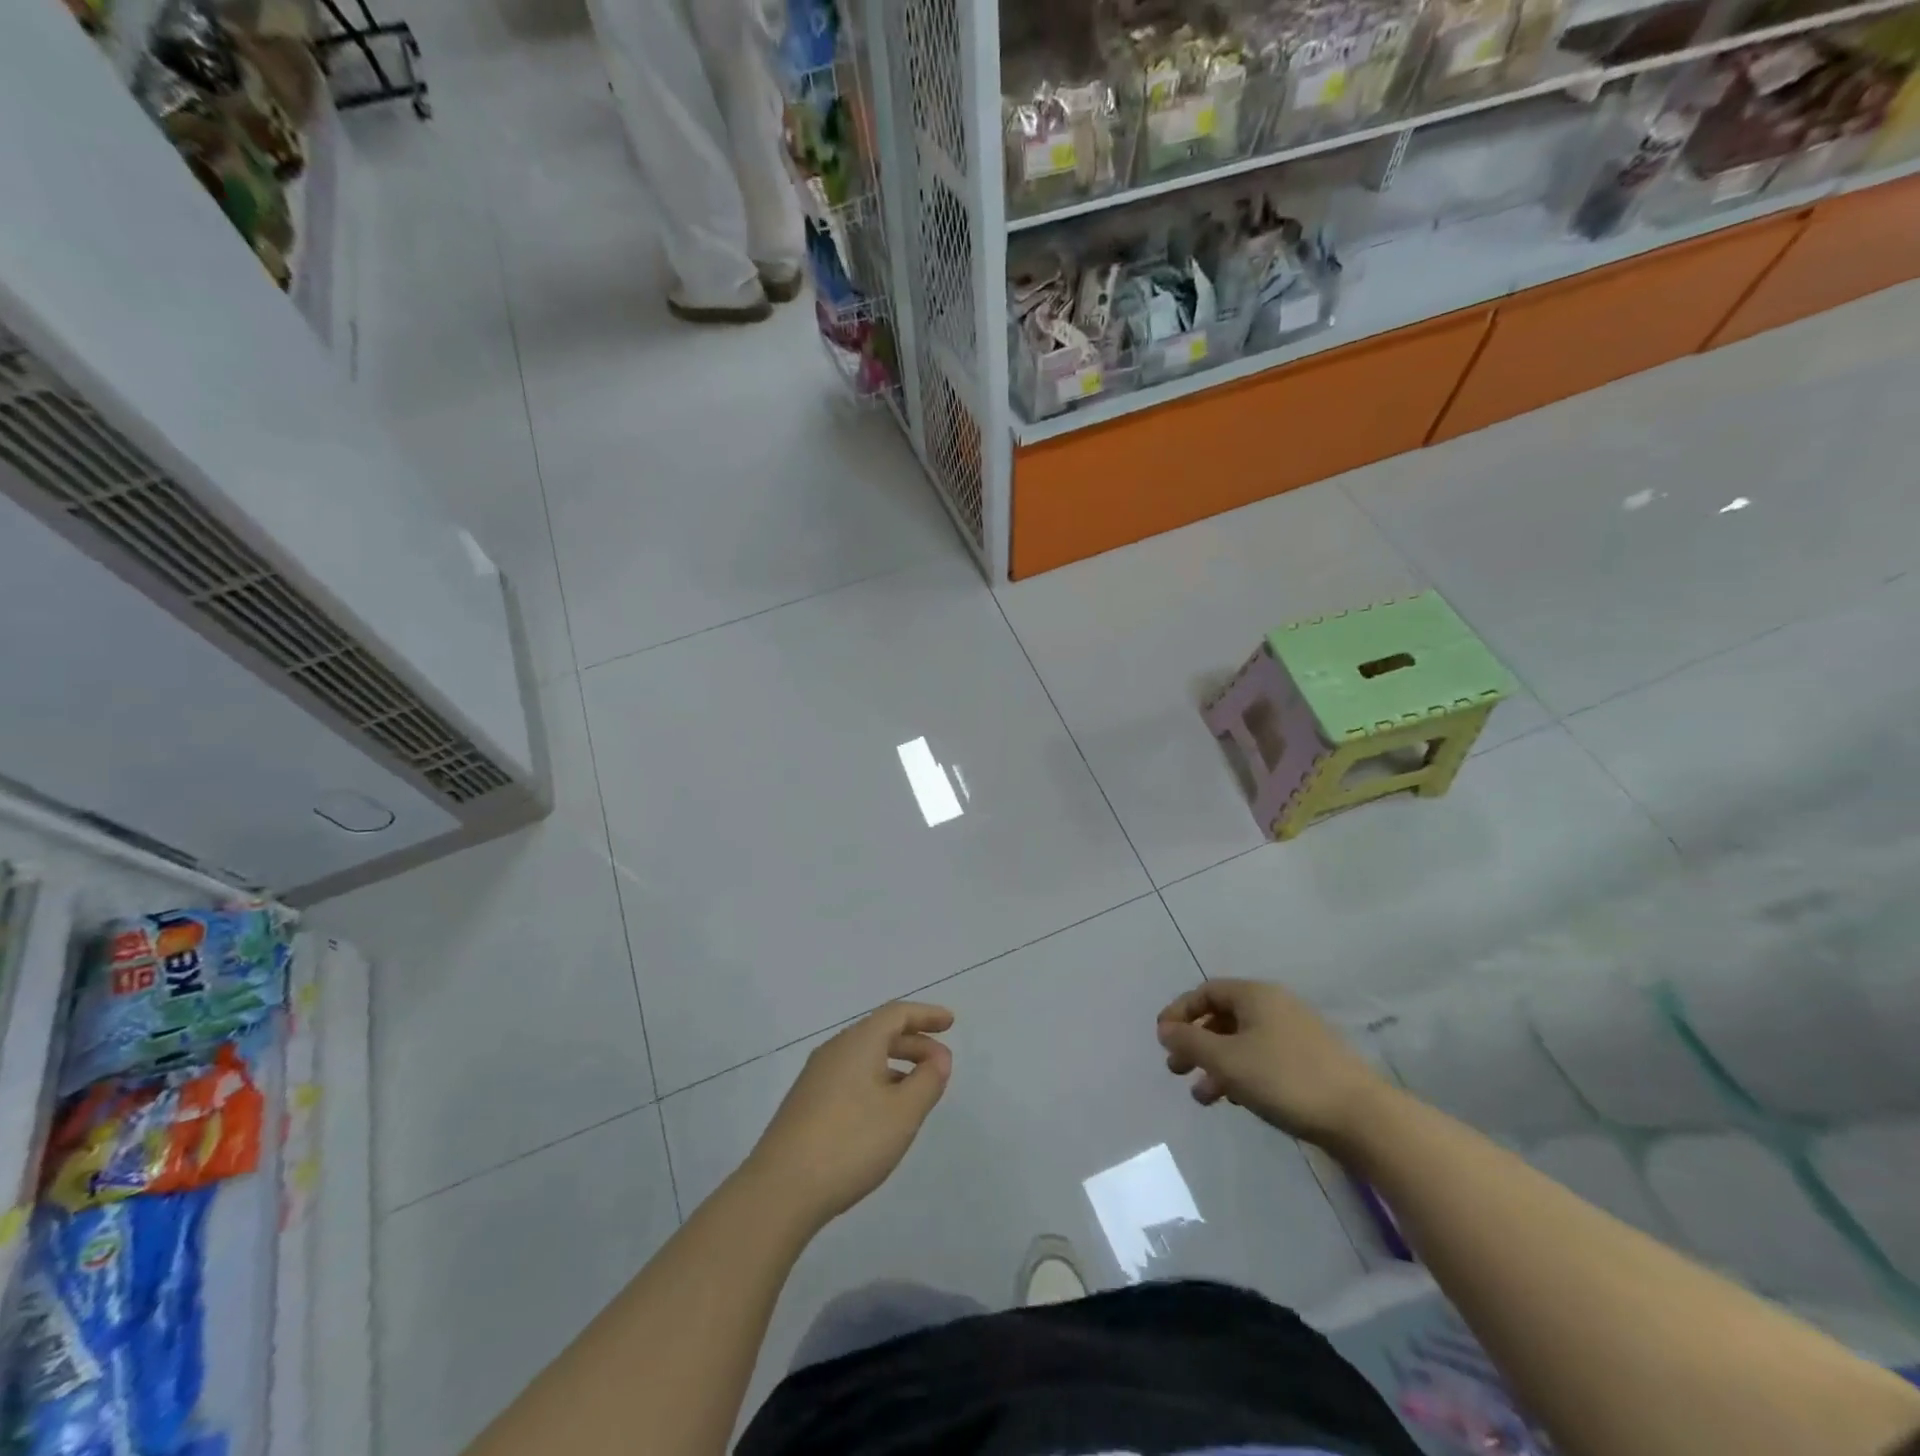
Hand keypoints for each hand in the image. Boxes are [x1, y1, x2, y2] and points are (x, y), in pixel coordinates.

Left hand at [746, 1002, 953, 1229]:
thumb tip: (939, 1058)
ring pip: (864, 1057)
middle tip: (941, 1065)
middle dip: (914, 1043)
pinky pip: (850, 1077)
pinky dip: (876, 1082)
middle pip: (880, 1033)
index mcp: (858, 1042)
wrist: (780, 1190)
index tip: (950, 1022)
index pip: (897, 1013)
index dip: (926, 1015)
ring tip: (918, 1092)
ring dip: (896, 1065)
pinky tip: (884, 1114)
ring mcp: (815, 1078)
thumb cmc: (850, 1142)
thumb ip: (927, 1081)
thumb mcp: (902, 1113)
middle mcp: (834, 1051)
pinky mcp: (806, 1105)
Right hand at [1157, 979, 1389, 1148]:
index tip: (1162, 1038)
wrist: (1362, 1117)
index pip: (1206, 992)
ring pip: (1242, 1041)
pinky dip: (1242, 1073)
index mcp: (1255, 995)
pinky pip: (1263, 1057)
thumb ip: (1191, 1043)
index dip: (1180, 1012)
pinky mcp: (1311, 1061)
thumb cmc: (1286, 1079)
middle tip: (1177, 1069)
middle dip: (1196, 1042)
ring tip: (1203, 1096)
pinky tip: (1236, 1100)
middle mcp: (1275, 1005)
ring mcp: (1296, 1033)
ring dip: (1216, 1064)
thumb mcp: (1228, 1061)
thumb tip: (1165, 1029)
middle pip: (1223, 1016)